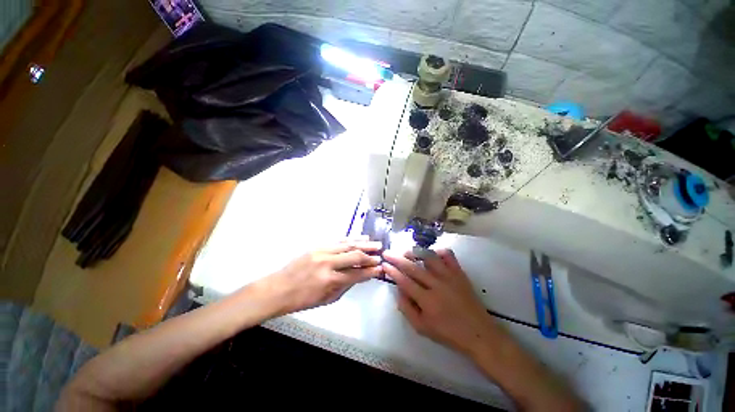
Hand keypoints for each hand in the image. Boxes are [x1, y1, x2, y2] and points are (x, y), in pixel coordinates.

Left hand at [260, 238, 382, 314]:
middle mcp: (328, 264)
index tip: (381, 268)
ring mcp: (322, 252)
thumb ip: (345, 287)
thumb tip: (360, 276)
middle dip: (370, 256)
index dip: (371, 271)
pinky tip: (360, 238)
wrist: (278, 288)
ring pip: (348, 245)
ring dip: (363, 244)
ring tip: (376, 243)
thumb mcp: (326, 299)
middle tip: (381, 254)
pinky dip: (351, 239)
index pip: (357, 274)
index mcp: (330, 281)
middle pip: (354, 256)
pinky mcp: (317, 246)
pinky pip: (338, 240)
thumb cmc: (302, 299)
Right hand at [382, 249, 503, 356]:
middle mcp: (437, 285)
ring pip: (429, 257)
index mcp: (427, 301)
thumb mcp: (422, 328)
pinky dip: (438, 251)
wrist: (479, 333)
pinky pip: (448, 255)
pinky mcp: (459, 273)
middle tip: (387, 253)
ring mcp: (450, 277)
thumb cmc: (448, 333)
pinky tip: (430, 254)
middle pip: (412, 267)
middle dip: (397, 258)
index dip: (392, 271)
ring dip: (415, 252)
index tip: (384, 264)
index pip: (404, 281)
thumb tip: (398, 289)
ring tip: (406, 252)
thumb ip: (406, 308)